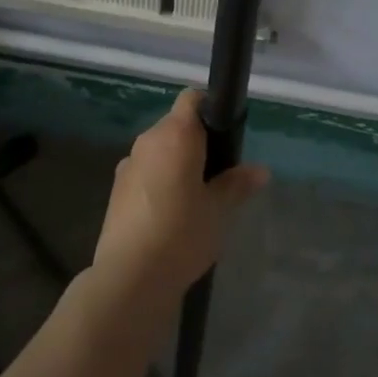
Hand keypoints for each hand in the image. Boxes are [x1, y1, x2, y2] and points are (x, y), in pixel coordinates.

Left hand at [92, 90, 269, 297]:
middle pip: (176, 125)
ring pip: (159, 150)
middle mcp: (148, 140)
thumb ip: (237, 184)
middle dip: (197, 141)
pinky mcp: (116, 190)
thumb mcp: (219, 210)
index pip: (192, 99)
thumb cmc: (182, 234)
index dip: (210, 108)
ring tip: (196, 197)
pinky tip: (171, 214)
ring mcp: (128, 164)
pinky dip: (159, 181)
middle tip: (218, 172)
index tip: (226, 133)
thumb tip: (261, 170)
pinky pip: (145, 172)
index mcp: (175, 135)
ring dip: (176, 163)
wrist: (129, 278)